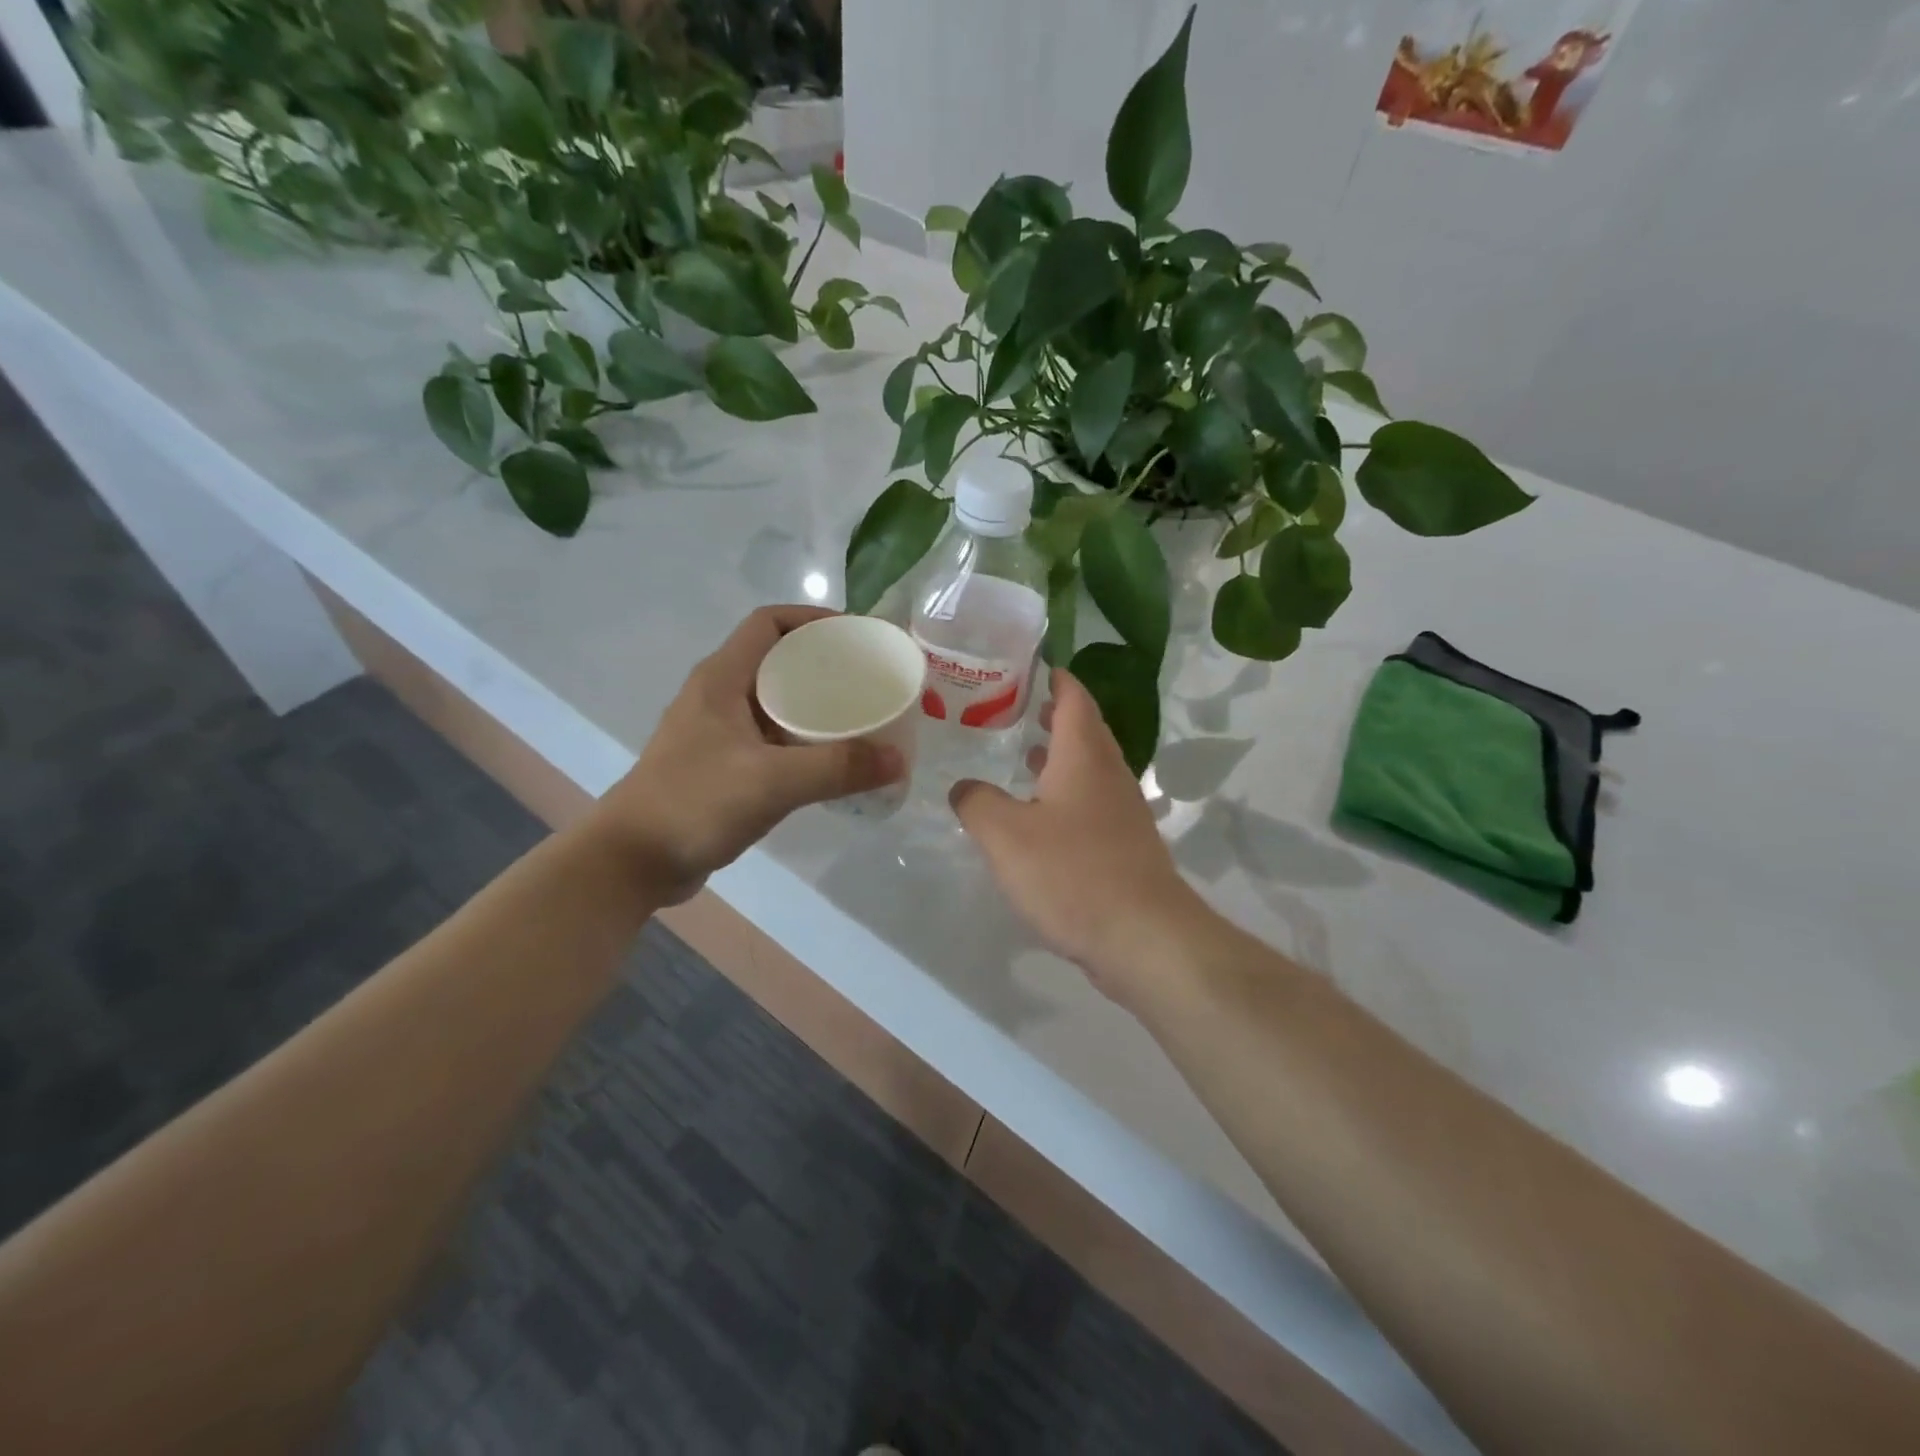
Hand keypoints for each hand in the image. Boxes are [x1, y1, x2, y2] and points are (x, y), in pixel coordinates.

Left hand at [590, 606, 903, 903]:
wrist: (633, 861)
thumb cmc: (695, 804)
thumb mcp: (772, 781)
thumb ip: (838, 768)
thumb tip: (899, 759)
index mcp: (722, 678)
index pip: (769, 623)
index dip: (813, 619)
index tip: (856, 636)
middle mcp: (718, 695)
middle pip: (777, 660)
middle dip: (824, 664)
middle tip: (869, 681)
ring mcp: (717, 732)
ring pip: (775, 701)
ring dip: (814, 704)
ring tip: (859, 717)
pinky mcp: (720, 764)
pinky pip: (770, 737)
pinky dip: (801, 739)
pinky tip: (829, 761)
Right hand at [949, 669, 1210, 1003]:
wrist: (1144, 937)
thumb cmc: (1072, 873)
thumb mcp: (1005, 835)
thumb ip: (976, 803)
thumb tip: (964, 787)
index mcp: (1084, 757)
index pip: (1074, 699)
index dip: (1056, 679)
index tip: (1034, 668)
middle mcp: (1110, 775)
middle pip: (1086, 731)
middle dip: (1055, 717)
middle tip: (1018, 712)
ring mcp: (1124, 812)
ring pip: (1090, 770)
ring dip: (1061, 760)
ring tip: (1025, 760)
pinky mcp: (1127, 847)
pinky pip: (1093, 806)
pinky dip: (1067, 797)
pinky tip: (1042, 821)